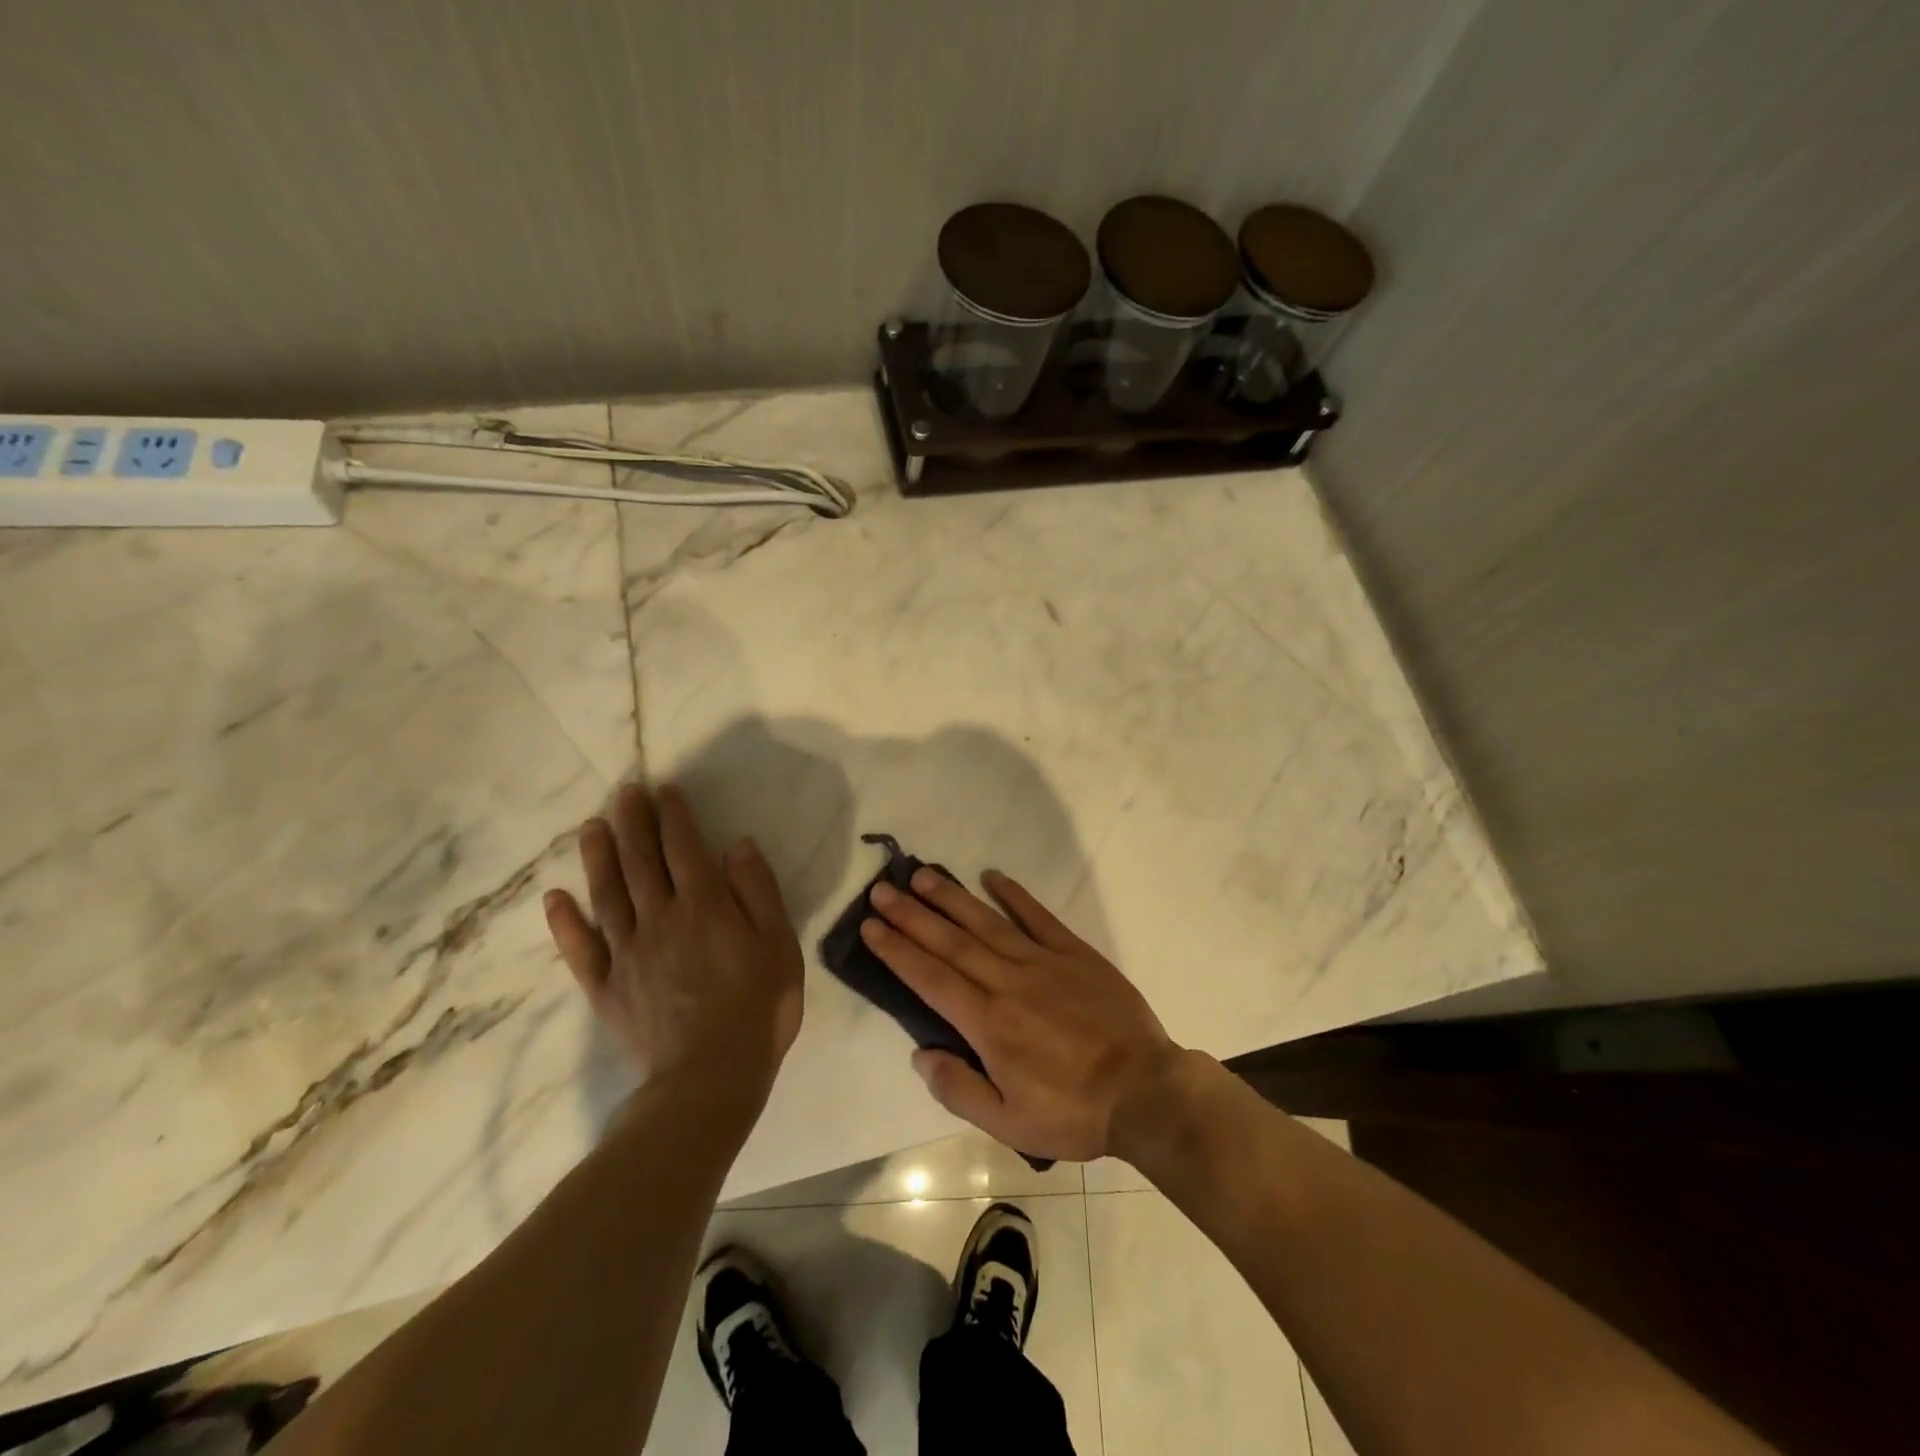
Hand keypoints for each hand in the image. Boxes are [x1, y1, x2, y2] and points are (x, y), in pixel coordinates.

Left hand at [543, 783, 802, 1101]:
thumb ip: (758, 891)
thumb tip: (738, 845)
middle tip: (625, 792)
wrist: (710, 1077)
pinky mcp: (607, 987)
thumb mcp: (778, 944)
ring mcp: (628, 952)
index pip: (685, 848)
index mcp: (705, 906)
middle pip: (641, 861)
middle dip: (633, 823)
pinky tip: (554, 898)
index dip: (674, 816)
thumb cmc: (758, 1007)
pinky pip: (580, 949)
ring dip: (598, 857)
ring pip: (607, 894)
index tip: (665, 789)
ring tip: (591, 826)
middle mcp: (660, 918)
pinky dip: (565, 922)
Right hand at [861, 868, 1180, 1161]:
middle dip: (911, 915)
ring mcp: (1043, 961)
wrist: (1145, 1091)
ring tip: (921, 875)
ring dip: (951, 897)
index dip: (897, 950)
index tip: (871, 925)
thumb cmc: (1073, 1113)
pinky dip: (1014, 895)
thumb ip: (959, 1089)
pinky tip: (992, 876)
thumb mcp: (1009, 1123)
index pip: (930, 978)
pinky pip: (1038, 916)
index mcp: (989, 1024)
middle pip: (950, 942)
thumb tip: (920, 1053)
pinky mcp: (1074, 952)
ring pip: (986, 922)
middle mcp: (1008, 982)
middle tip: (880, 890)